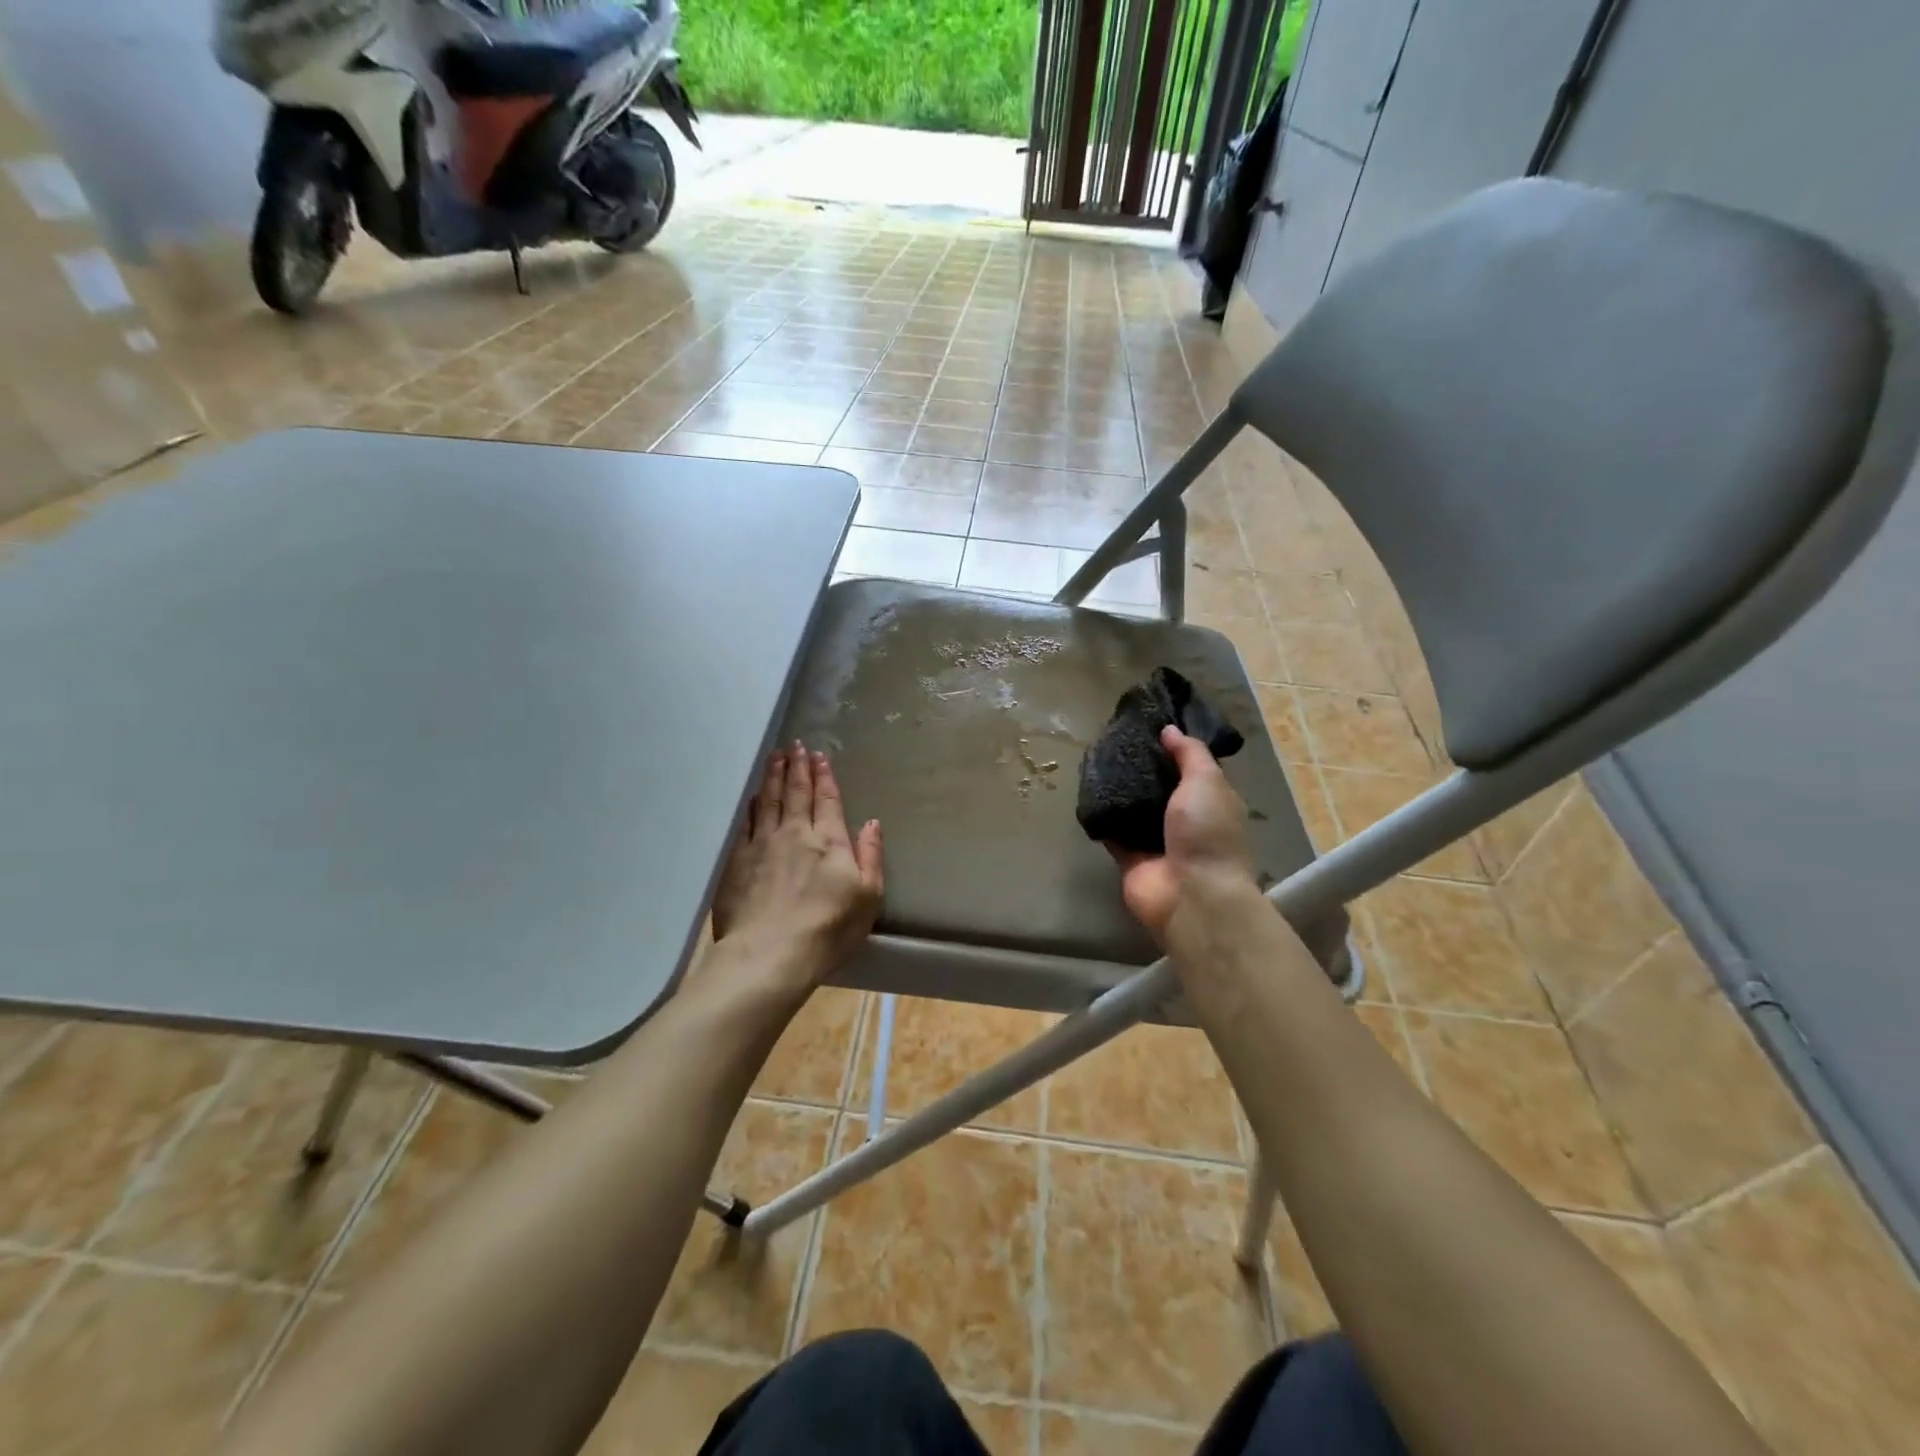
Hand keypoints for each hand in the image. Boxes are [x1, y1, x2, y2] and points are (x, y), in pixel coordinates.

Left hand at [711, 742, 884, 990]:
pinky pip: (747, 822)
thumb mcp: (868, 897)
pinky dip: (753, 804)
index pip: (828, 800)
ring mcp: (763, 845)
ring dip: (774, 776)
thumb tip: (872, 822)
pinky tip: (755, 796)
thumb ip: (870, 856)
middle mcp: (795, 834)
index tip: (820, 756)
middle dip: (798, 767)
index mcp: (829, 841)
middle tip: (795, 745)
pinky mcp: (738, 861)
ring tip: (775, 757)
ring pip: (770, 801)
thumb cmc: (828, 930)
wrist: (770, 955)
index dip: (825, 776)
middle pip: (797, 793)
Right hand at [1114, 726, 1258, 939]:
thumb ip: (1189, 754)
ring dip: (1119, 790)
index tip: (1147, 724)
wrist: (1191, 895)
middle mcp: (1184, 820)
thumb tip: (1169, 730)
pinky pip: (1113, 831)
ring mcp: (1157, 840)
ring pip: (1134, 807)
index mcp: (1210, 801)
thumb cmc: (1206, 833)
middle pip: (1159, 787)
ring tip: (1096, 759)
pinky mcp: (1130, 857)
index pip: (1191, 768)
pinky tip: (1086, 791)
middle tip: (1113, 739)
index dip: (1172, 747)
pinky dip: (1102, 816)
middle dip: (1141, 767)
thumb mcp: (1206, 782)